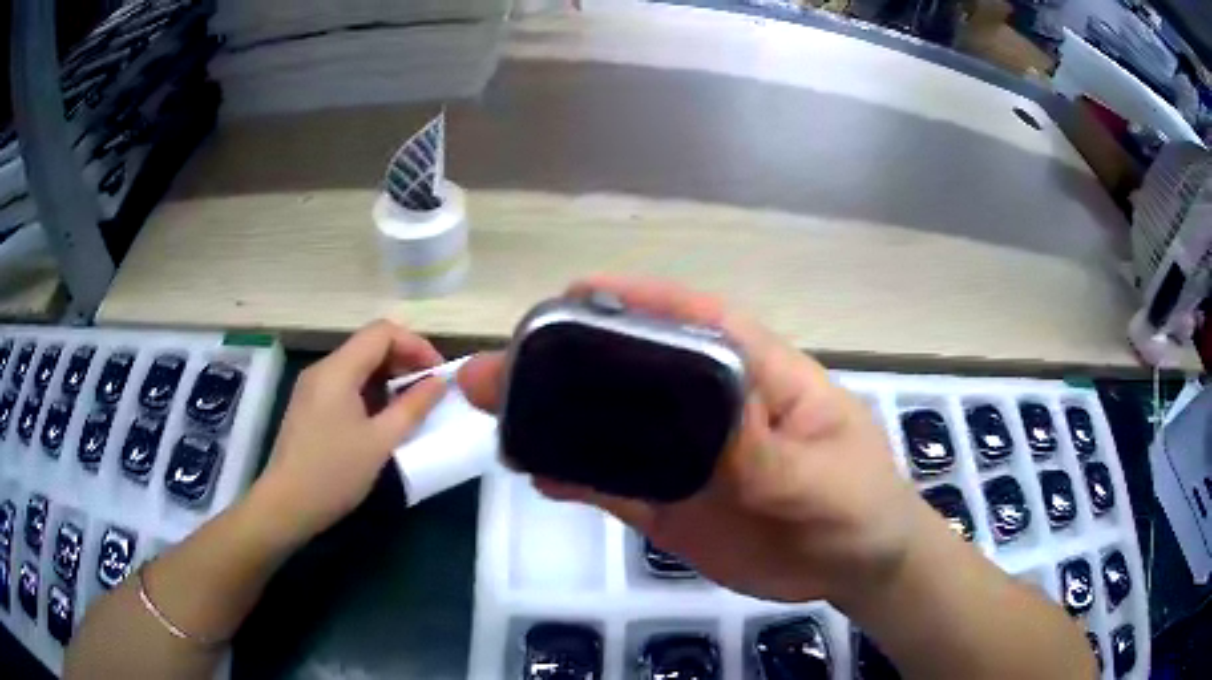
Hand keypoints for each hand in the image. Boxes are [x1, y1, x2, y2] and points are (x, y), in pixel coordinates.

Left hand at [252, 320, 446, 547]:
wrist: (286, 505)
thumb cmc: (334, 473)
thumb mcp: (380, 442)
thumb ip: (412, 407)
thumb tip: (438, 382)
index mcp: (338, 370)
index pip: (382, 332)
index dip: (416, 345)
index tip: (438, 374)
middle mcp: (323, 369)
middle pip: (369, 345)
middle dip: (404, 361)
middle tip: (430, 391)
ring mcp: (312, 387)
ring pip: (357, 365)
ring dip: (388, 378)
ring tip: (411, 406)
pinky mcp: (309, 406)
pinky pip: (345, 384)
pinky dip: (370, 391)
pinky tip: (381, 419)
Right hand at [458, 277, 939, 605]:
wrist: (853, 567)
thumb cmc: (858, 504)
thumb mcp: (823, 478)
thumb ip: (764, 455)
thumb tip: (697, 418)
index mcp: (757, 376)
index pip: (695, 320)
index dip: (635, 299)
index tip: (572, 293)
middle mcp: (711, 408)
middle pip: (633, 373)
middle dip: (567, 362)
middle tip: (498, 367)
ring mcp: (687, 459)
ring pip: (613, 431)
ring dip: (556, 421)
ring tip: (496, 413)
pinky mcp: (673, 505)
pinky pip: (616, 487)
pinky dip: (576, 479)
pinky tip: (535, 473)